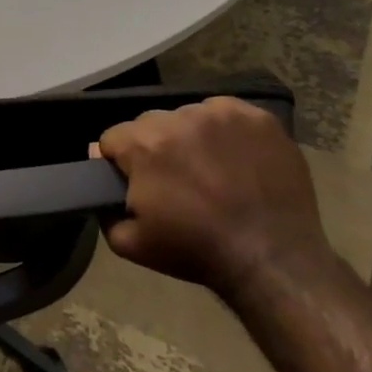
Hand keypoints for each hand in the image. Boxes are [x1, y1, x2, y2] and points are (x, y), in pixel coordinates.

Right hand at [98, 98, 336, 300]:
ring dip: (188, 137)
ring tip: (207, 169)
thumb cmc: (194, 251)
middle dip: (153, 147)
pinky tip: (233, 158)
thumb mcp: (127, 243)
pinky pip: (226, 114)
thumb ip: (102, 206)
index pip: (112, 138)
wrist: (271, 258)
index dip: (118, 162)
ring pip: (188, 116)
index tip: (133, 183)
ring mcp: (223, 114)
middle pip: (149, 124)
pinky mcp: (259, 118)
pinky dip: (223, 131)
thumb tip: (100, 171)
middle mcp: (180, 118)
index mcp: (145, 144)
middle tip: (172, 180)